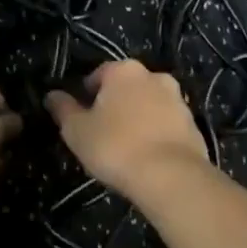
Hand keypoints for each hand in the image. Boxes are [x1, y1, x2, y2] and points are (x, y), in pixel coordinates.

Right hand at [46, 59, 208, 199]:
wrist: (171, 176)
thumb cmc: (115, 146)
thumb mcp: (77, 130)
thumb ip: (63, 109)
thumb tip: (52, 95)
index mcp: (123, 71)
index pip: (99, 75)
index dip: (87, 95)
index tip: (82, 117)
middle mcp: (154, 76)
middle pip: (127, 87)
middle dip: (116, 104)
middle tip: (103, 131)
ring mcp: (178, 100)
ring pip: (150, 104)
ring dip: (139, 118)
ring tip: (127, 147)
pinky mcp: (194, 124)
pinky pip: (168, 125)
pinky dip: (157, 134)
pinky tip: (148, 157)